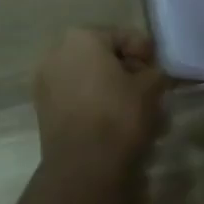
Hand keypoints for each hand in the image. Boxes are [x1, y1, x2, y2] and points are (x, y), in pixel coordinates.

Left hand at [31, 28, 166, 200]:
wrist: (83, 167)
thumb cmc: (119, 115)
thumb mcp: (151, 88)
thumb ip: (155, 72)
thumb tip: (152, 75)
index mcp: (82, 38)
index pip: (124, 36)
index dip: (146, 53)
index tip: (160, 73)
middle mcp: (57, 53)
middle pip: (103, 56)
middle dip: (127, 72)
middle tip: (150, 91)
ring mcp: (46, 82)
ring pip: (90, 79)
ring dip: (113, 90)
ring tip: (137, 111)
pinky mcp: (43, 110)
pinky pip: (77, 98)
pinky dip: (96, 104)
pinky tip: (117, 123)